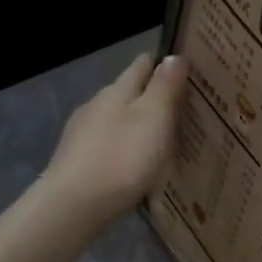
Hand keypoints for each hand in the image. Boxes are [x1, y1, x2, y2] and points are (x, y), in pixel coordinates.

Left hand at [42, 52, 188, 223]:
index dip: (164, 64)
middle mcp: (96, 104)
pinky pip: (108, 144)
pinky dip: (124, 147)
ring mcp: (82, 133)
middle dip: (153, 97)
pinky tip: (134, 163)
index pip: (143, 64)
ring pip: (117, 119)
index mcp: (117, 90)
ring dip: (138, 124)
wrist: (74, 205)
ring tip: (162, 140)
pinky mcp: (76, 160)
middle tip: (183, 110)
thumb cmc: (123, 157)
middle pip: (129, 92)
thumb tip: (173, 56)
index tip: (187, 71)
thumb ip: (164, 86)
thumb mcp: (154, 118)